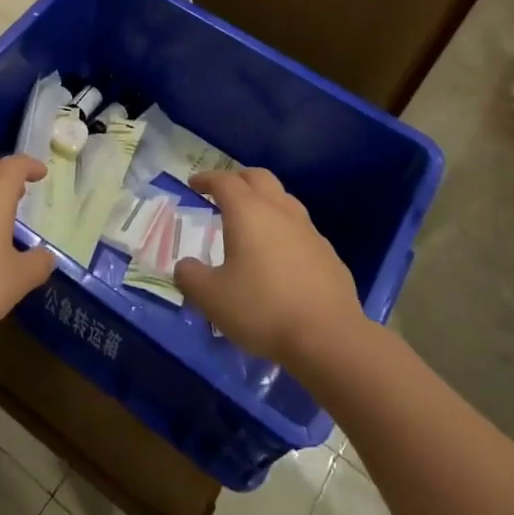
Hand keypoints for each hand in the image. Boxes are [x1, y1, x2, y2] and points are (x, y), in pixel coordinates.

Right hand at [174, 168, 364, 366]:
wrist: (328, 337)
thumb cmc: (263, 310)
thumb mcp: (212, 298)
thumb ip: (191, 277)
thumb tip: (184, 266)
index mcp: (248, 212)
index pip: (224, 181)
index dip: (206, 178)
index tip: (194, 184)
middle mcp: (279, 211)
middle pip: (258, 177)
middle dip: (237, 179)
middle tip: (222, 192)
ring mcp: (308, 229)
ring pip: (283, 199)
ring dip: (263, 200)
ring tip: (250, 220)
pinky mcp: (327, 252)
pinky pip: (300, 227)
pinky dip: (283, 228)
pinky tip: (279, 254)